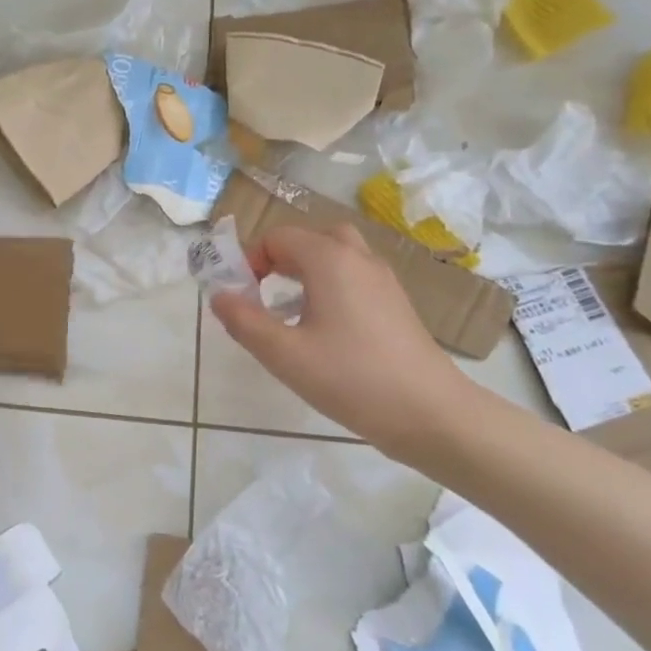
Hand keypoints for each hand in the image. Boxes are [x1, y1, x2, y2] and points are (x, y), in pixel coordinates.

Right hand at [208, 223, 473, 457]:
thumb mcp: (284, 355)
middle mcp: (358, 258)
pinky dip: (330, 285)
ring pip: (337, 255)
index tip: (241, 295)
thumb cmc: (351, 379)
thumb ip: (244, 321)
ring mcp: (383, 280)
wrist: (431, 413)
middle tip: (264, 291)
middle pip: (311, 237)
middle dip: (280, 257)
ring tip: (288, 308)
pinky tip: (322, 328)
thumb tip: (218, 295)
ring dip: (306, 270)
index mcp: (329, 259)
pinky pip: (354, 276)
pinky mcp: (396, 303)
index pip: (278, 237)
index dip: (251, 260)